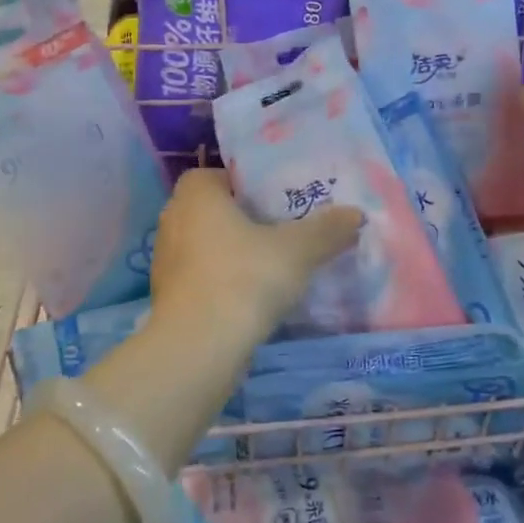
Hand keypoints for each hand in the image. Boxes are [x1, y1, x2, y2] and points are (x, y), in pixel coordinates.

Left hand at [149, 169, 362, 350]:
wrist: (198, 348)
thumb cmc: (244, 278)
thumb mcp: (298, 250)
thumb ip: (328, 229)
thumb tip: (357, 214)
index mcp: (196, 194)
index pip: (221, 174)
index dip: (248, 184)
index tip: (278, 200)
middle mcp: (174, 219)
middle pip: (215, 210)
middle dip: (245, 218)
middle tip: (283, 229)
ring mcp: (166, 261)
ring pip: (207, 245)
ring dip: (234, 252)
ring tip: (272, 263)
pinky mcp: (168, 297)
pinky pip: (201, 276)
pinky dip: (223, 281)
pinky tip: (252, 295)